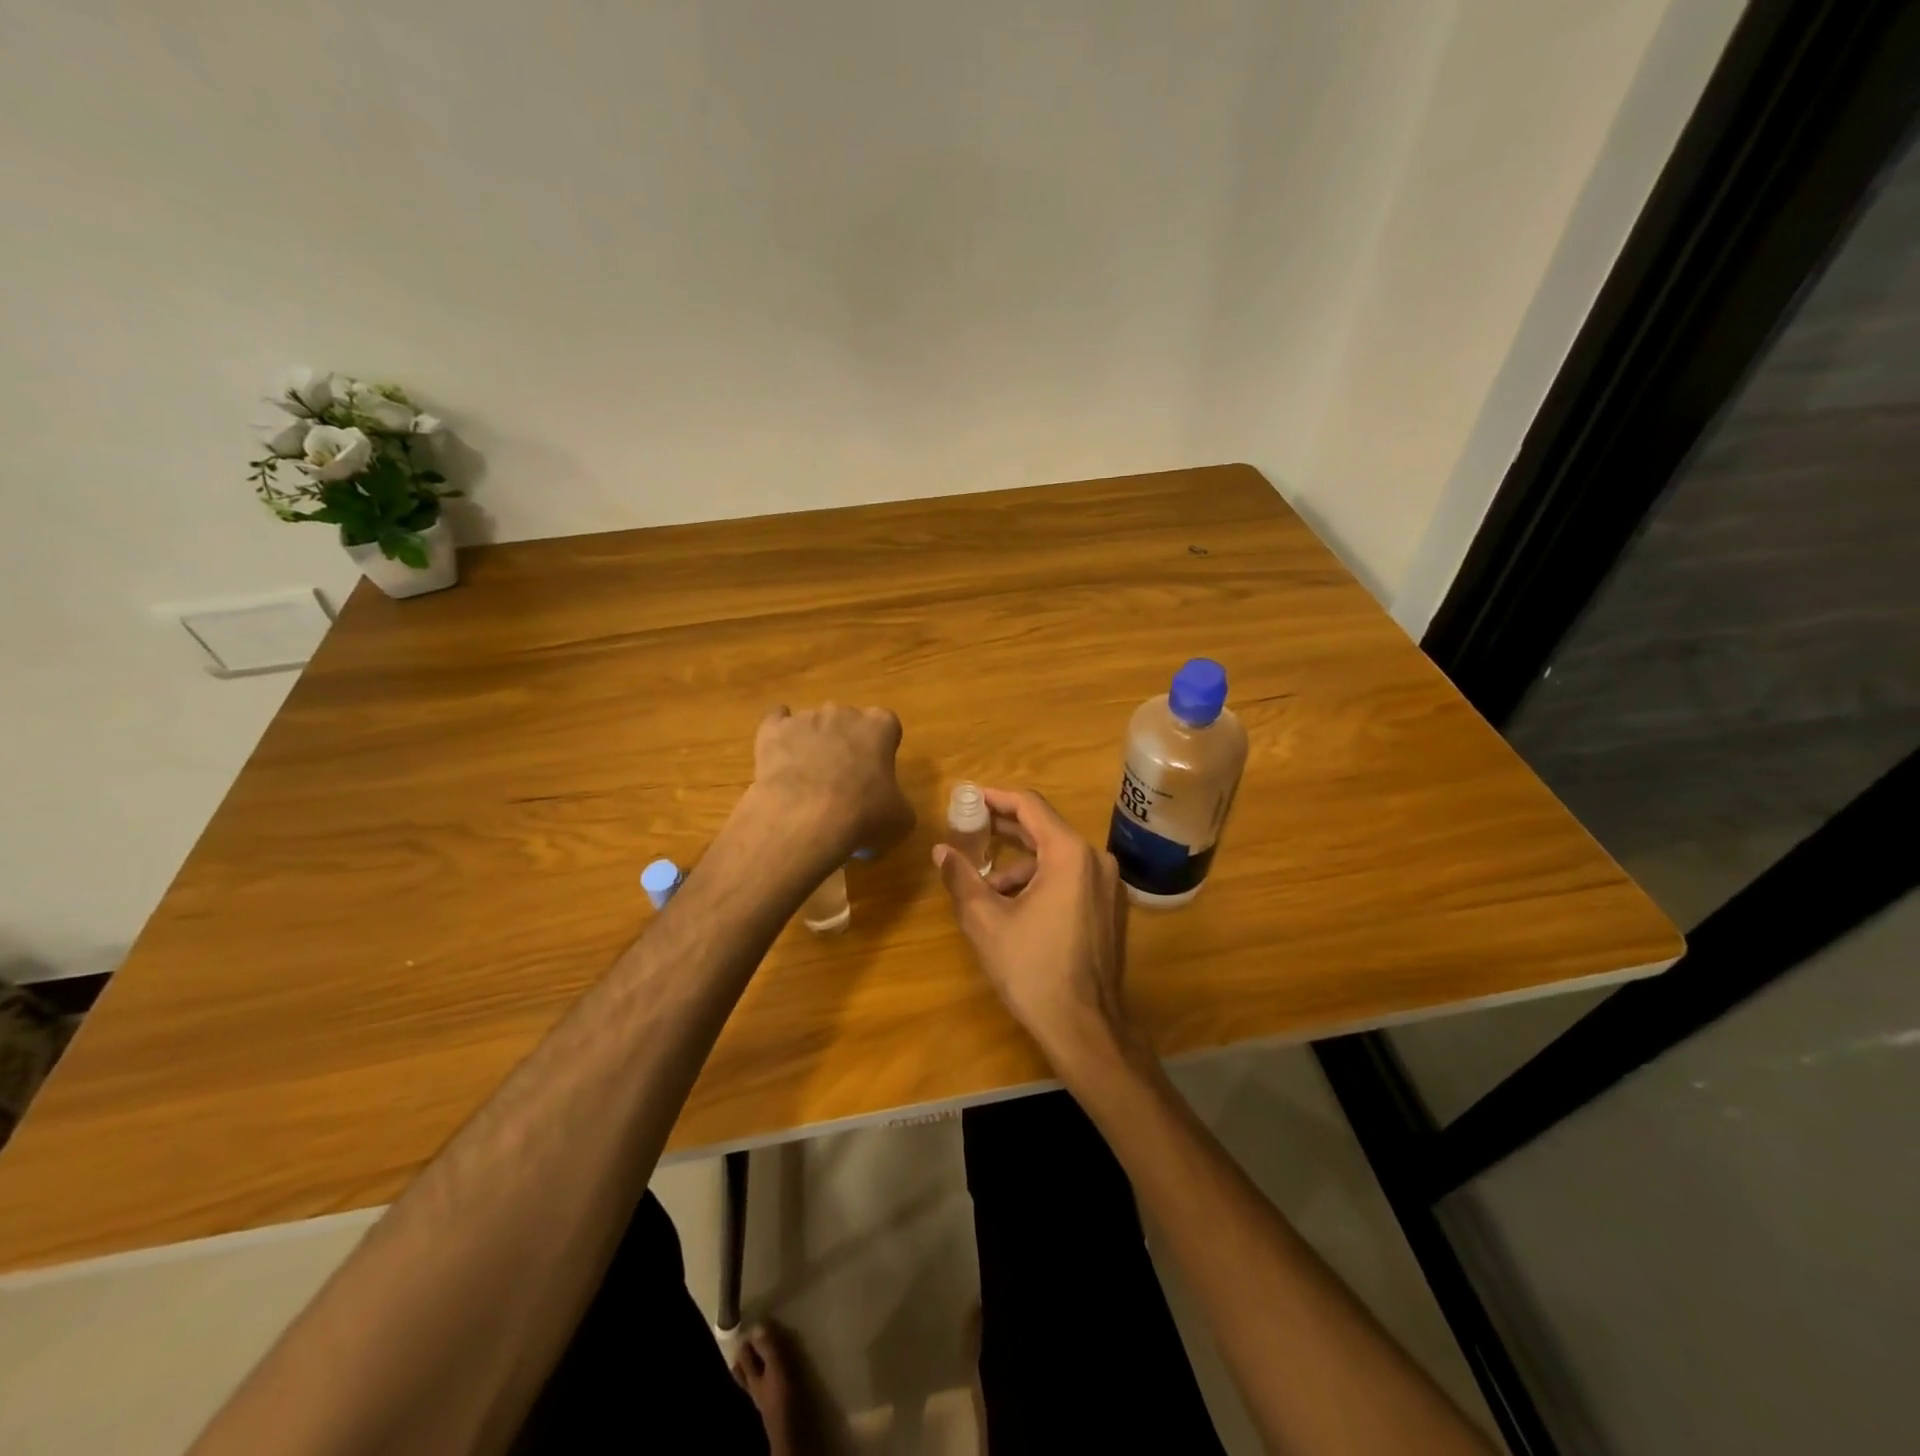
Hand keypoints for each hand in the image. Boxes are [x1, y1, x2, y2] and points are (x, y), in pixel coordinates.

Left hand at [746, 703, 914, 863]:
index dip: (881, 747)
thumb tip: (887, 808)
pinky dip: (779, 736)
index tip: (876, 770)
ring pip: (813, 724)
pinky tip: (778, 754)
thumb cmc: (863, 815)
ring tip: (808, 781)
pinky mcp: (772, 730)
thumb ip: (897, 802)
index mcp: (879, 726)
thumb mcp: (900, 819)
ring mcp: (805, 718)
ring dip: (813, 744)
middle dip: (846, 743)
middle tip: (843, 778)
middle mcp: (843, 712)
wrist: (805, 820)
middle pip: (847, 721)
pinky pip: (776, 722)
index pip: (886, 725)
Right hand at [933, 787, 1139, 1077]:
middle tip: (968, 829)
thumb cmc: (1032, 968)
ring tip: (985, 887)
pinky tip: (1014, 906)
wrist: (1084, 1027)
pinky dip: (1040, 881)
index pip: (1030, 806)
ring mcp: (1108, 885)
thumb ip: (962, 878)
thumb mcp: (986, 921)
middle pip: (1045, 828)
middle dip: (1004, 829)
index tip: (968, 798)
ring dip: (1020, 864)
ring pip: (1056, 857)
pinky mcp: (1109, 908)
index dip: (996, 798)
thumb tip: (940, 850)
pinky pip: (1070, 878)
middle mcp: (1096, 860)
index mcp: (1070, 854)